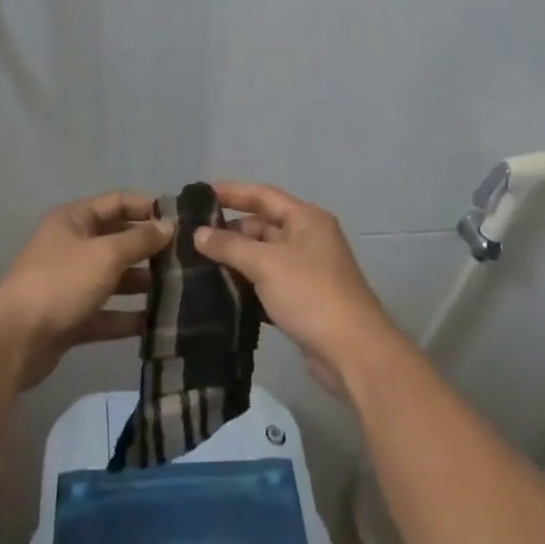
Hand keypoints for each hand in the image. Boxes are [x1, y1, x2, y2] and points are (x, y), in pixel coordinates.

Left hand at [0, 191, 171, 390]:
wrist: (14, 340)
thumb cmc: (61, 283)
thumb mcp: (106, 254)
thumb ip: (140, 240)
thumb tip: (168, 225)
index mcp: (74, 220)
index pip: (117, 202)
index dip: (147, 207)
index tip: (181, 219)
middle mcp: (71, 246)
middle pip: (117, 240)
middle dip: (149, 248)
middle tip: (185, 258)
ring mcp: (69, 283)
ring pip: (113, 278)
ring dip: (142, 283)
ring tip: (178, 290)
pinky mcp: (70, 317)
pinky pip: (105, 312)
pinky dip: (126, 317)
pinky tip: (155, 324)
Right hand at [194, 182, 401, 399]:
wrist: (352, 351)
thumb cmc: (310, 294)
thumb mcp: (266, 264)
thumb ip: (230, 246)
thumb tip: (198, 234)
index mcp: (306, 219)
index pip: (262, 195)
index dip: (231, 192)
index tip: (199, 195)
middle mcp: (308, 238)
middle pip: (262, 226)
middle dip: (229, 231)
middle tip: (191, 239)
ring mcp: (307, 270)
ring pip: (263, 257)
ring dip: (236, 260)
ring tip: (197, 265)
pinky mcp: (303, 300)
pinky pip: (268, 283)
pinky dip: (247, 285)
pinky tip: (220, 293)